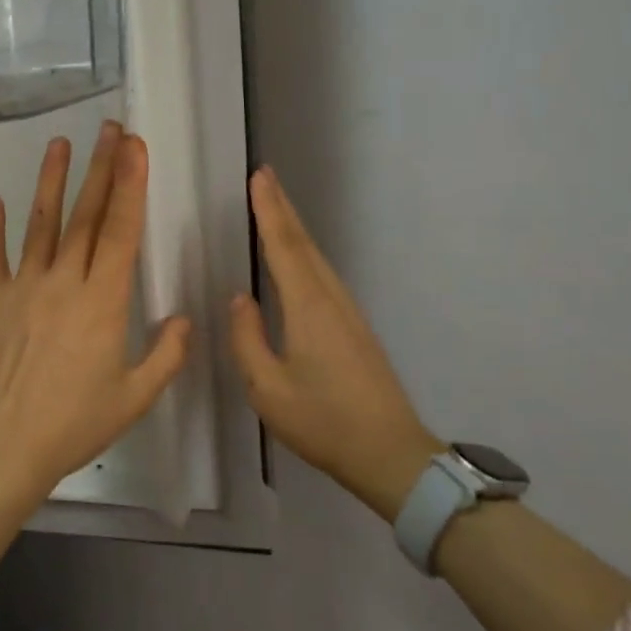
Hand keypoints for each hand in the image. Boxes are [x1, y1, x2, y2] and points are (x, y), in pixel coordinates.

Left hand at [0, 120, 191, 509]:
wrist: (7, 445)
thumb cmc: (76, 423)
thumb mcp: (136, 397)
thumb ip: (167, 354)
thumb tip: (185, 319)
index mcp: (104, 301)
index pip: (122, 230)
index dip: (131, 185)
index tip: (135, 147)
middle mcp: (64, 282)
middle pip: (86, 215)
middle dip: (101, 168)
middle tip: (110, 129)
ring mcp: (24, 287)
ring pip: (41, 224)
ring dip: (51, 181)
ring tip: (59, 144)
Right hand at [229, 166, 441, 519]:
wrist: (390, 454)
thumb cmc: (323, 422)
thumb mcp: (267, 388)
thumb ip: (247, 338)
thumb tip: (240, 298)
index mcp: (308, 308)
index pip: (284, 247)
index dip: (269, 211)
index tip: (258, 177)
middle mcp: (331, 299)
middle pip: (304, 244)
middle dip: (283, 208)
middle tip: (265, 176)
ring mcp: (348, 312)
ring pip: (316, 258)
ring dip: (294, 228)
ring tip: (275, 205)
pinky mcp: (354, 328)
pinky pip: (323, 276)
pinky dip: (305, 253)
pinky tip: (296, 259)